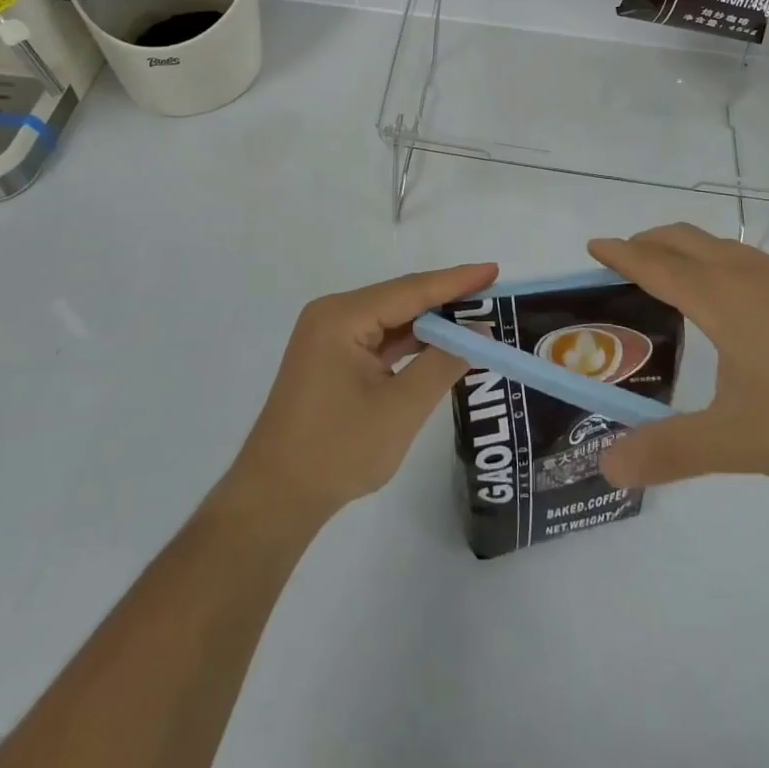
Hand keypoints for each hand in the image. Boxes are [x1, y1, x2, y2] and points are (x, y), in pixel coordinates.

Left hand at [222, 263, 496, 524]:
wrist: (275, 497)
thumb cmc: (337, 451)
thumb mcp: (400, 409)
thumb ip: (442, 365)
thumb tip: (478, 333)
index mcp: (342, 317)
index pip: (410, 290)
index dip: (456, 281)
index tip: (493, 270)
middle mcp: (333, 315)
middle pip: (400, 299)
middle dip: (446, 299)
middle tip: (491, 295)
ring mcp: (329, 336)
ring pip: (391, 319)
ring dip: (429, 322)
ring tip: (475, 318)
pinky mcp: (331, 358)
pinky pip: (379, 338)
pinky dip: (410, 342)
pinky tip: (439, 344)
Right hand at [587, 224, 768, 488]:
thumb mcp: (740, 440)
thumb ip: (671, 451)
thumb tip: (606, 464)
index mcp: (720, 297)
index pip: (655, 264)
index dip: (620, 253)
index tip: (593, 245)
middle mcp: (747, 275)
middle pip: (684, 239)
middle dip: (648, 241)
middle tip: (623, 262)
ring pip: (719, 246)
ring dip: (684, 249)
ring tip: (670, 279)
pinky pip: (746, 260)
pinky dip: (716, 262)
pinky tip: (734, 304)